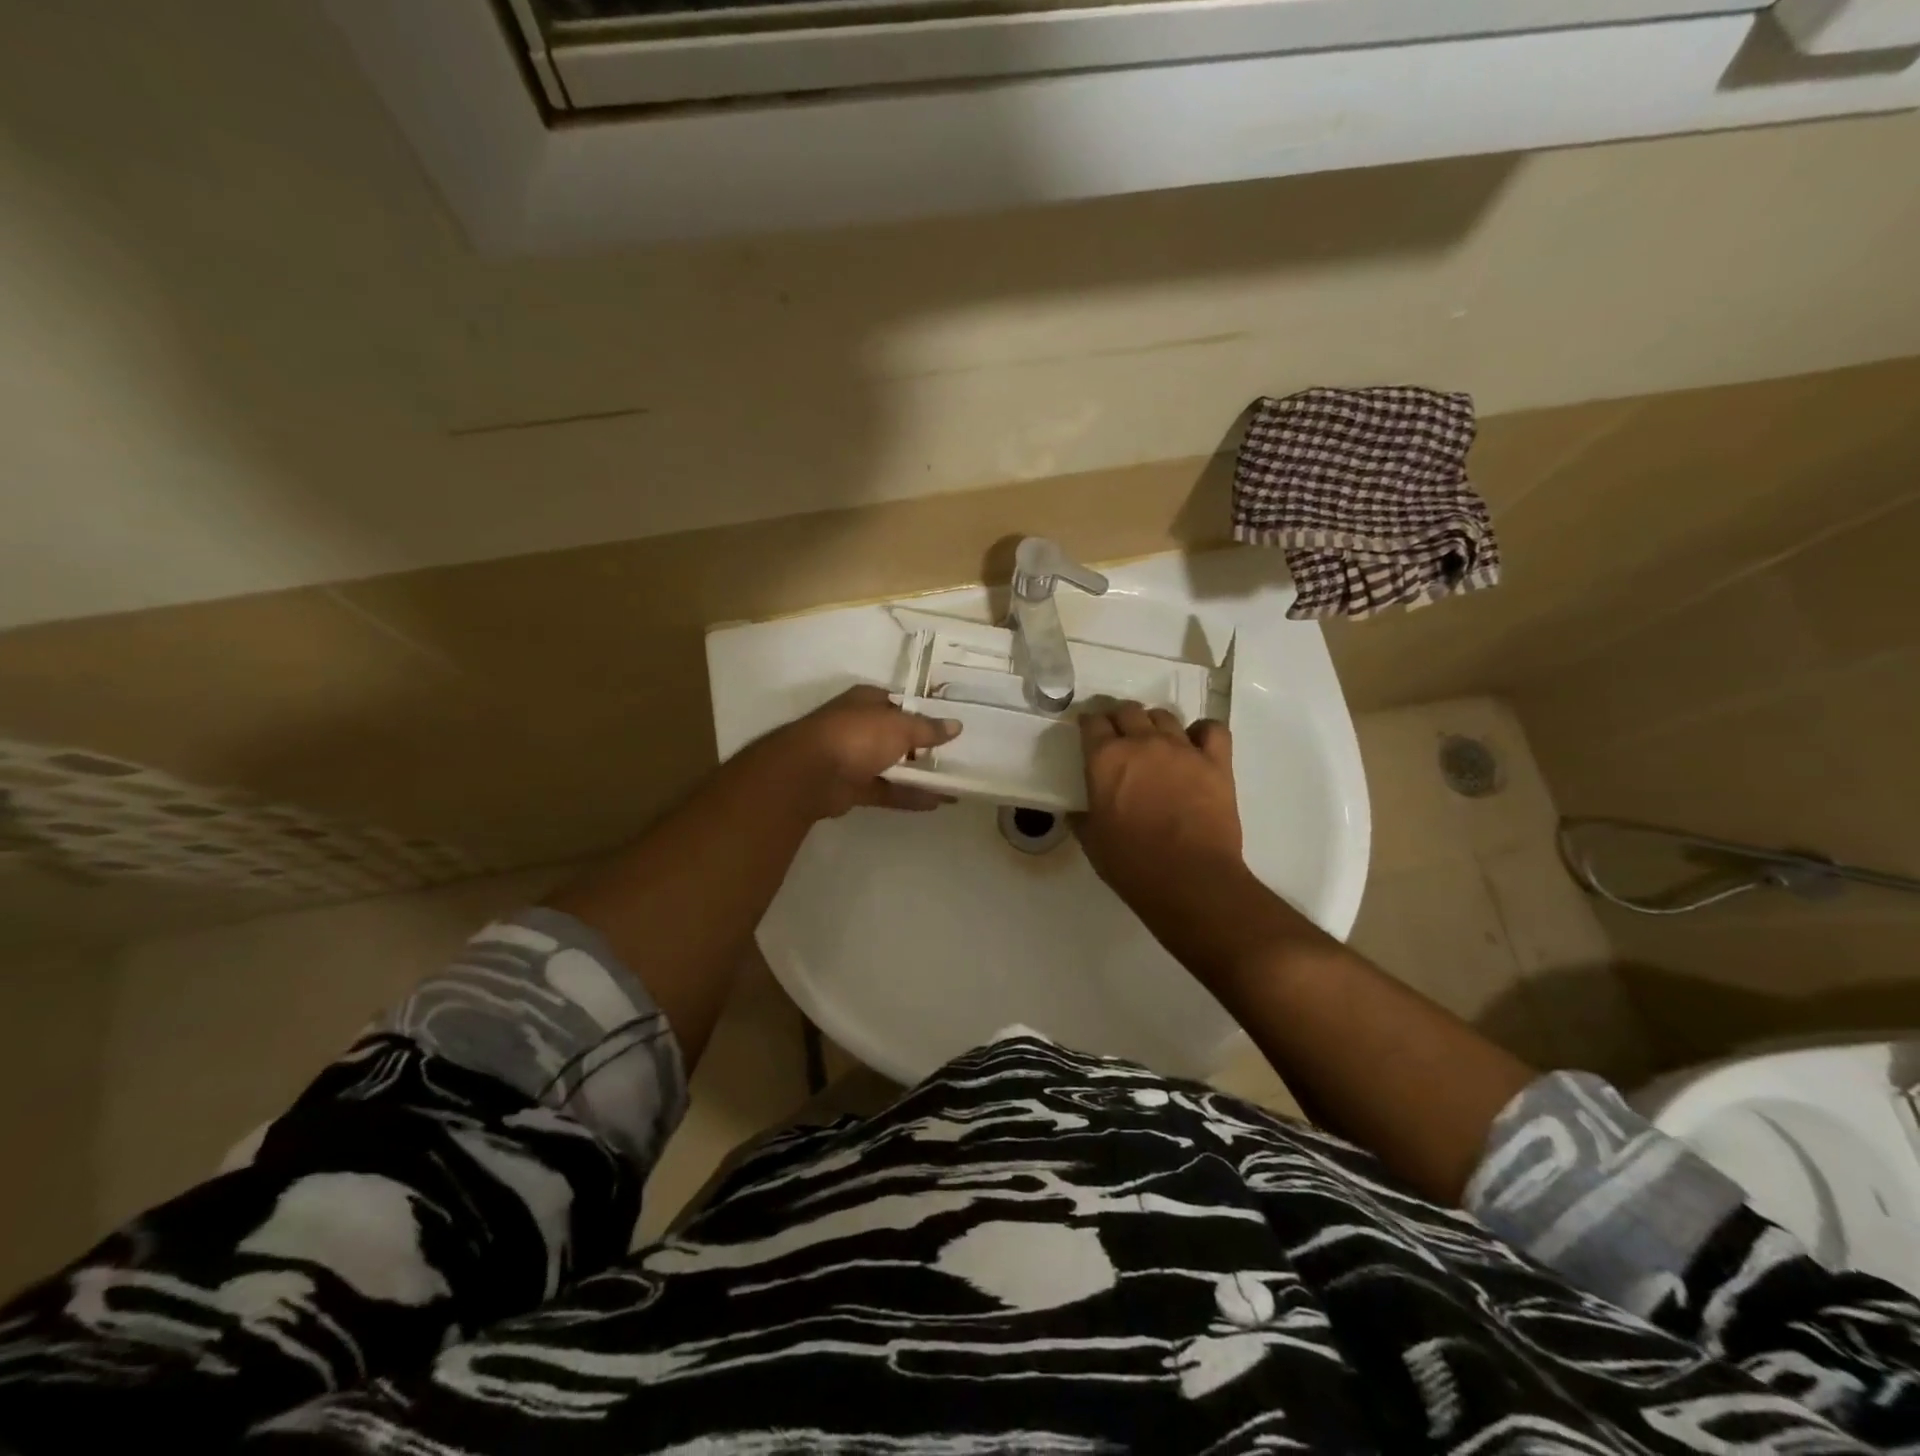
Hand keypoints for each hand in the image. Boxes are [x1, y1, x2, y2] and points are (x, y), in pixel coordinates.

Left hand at [750, 685, 961, 821]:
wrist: (810, 774)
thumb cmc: (857, 736)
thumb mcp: (900, 726)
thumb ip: (929, 729)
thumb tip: (956, 725)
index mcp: (867, 701)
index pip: (900, 703)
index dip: (923, 713)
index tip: (948, 726)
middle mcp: (859, 726)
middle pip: (896, 735)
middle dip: (923, 746)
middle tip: (955, 755)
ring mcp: (854, 758)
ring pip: (892, 765)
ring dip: (919, 774)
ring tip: (953, 782)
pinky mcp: (852, 788)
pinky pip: (887, 790)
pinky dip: (909, 796)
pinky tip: (937, 802)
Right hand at [1076, 702, 1242, 895]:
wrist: (1190, 880)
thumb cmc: (1132, 864)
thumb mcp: (1092, 842)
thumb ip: (1082, 818)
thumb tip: (1076, 811)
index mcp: (1106, 759)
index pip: (1092, 723)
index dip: (1088, 724)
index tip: (1088, 730)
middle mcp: (1142, 743)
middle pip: (1128, 711)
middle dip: (1119, 718)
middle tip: (1118, 734)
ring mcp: (1182, 749)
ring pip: (1164, 716)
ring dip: (1154, 723)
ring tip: (1154, 740)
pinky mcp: (1216, 762)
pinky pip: (1212, 729)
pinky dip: (1203, 731)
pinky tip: (1196, 744)